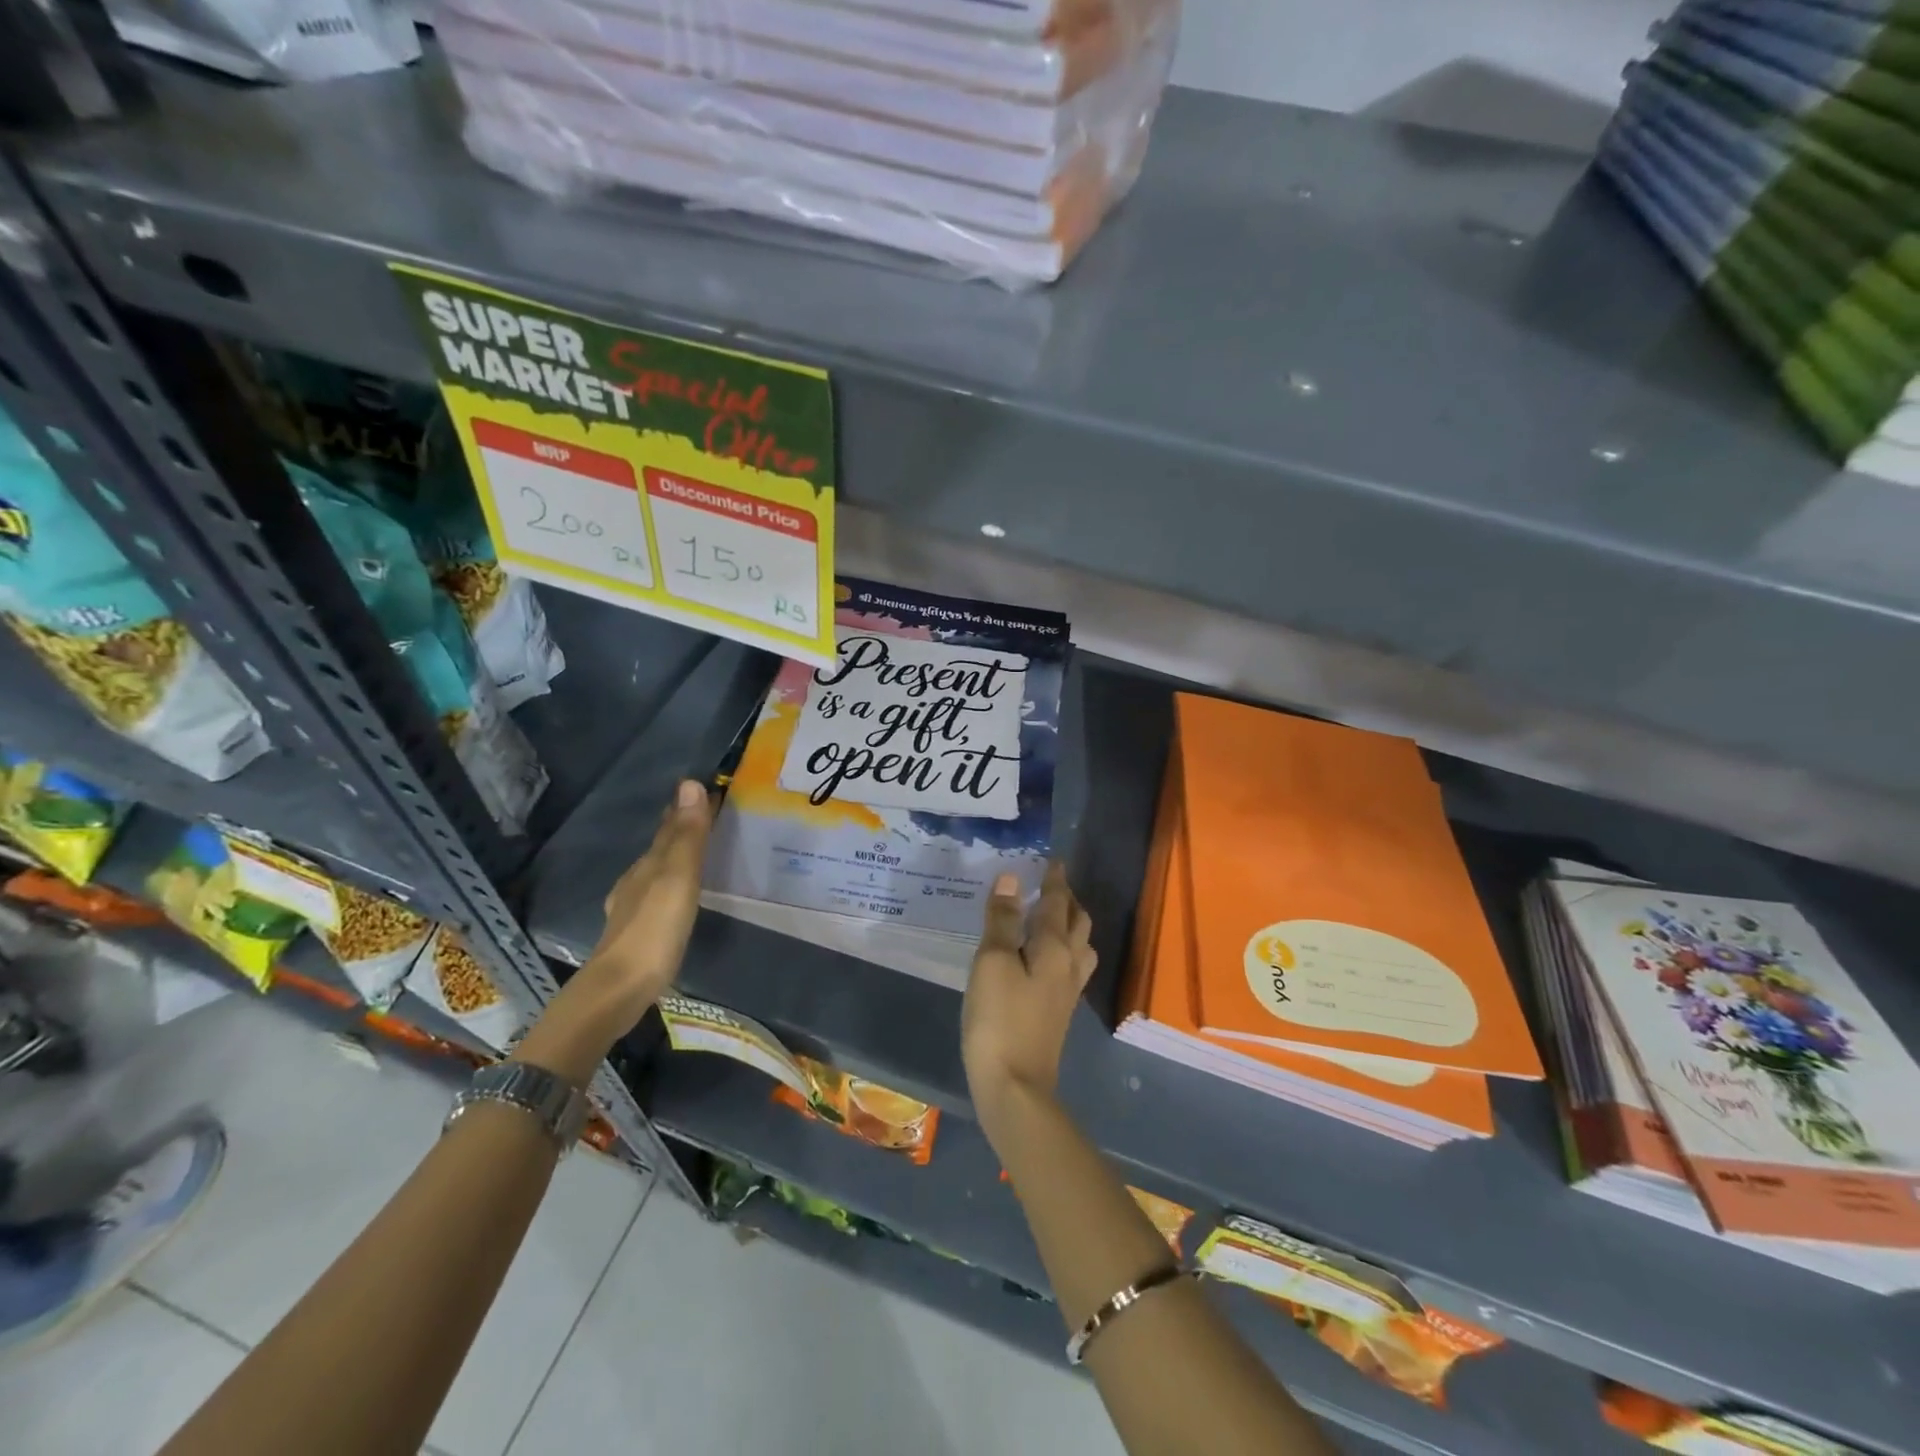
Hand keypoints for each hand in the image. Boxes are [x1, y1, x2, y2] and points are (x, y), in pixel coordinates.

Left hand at [515, 780, 711, 1083]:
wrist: (618, 990)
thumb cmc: (654, 930)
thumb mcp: (678, 879)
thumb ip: (687, 836)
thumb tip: (690, 784)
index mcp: (648, 865)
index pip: (670, 827)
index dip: (689, 808)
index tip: (711, 790)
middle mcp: (636, 881)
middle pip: (662, 848)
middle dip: (681, 830)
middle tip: (709, 816)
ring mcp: (632, 909)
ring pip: (657, 873)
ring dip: (676, 858)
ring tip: (699, 854)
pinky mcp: (636, 934)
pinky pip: (657, 897)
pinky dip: (670, 887)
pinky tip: (675, 899)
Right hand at [962, 862, 1096, 1115]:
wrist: (1015, 1087)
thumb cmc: (999, 1019)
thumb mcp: (992, 963)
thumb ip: (1003, 920)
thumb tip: (1012, 878)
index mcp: (1054, 947)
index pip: (1057, 902)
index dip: (1054, 879)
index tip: (1052, 860)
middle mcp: (1069, 964)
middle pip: (1077, 922)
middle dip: (1067, 899)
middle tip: (1049, 884)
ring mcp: (1067, 991)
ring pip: (1079, 946)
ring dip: (1069, 924)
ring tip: (1050, 916)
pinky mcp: (1059, 1012)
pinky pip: (1070, 967)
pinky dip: (1062, 948)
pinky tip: (1045, 958)